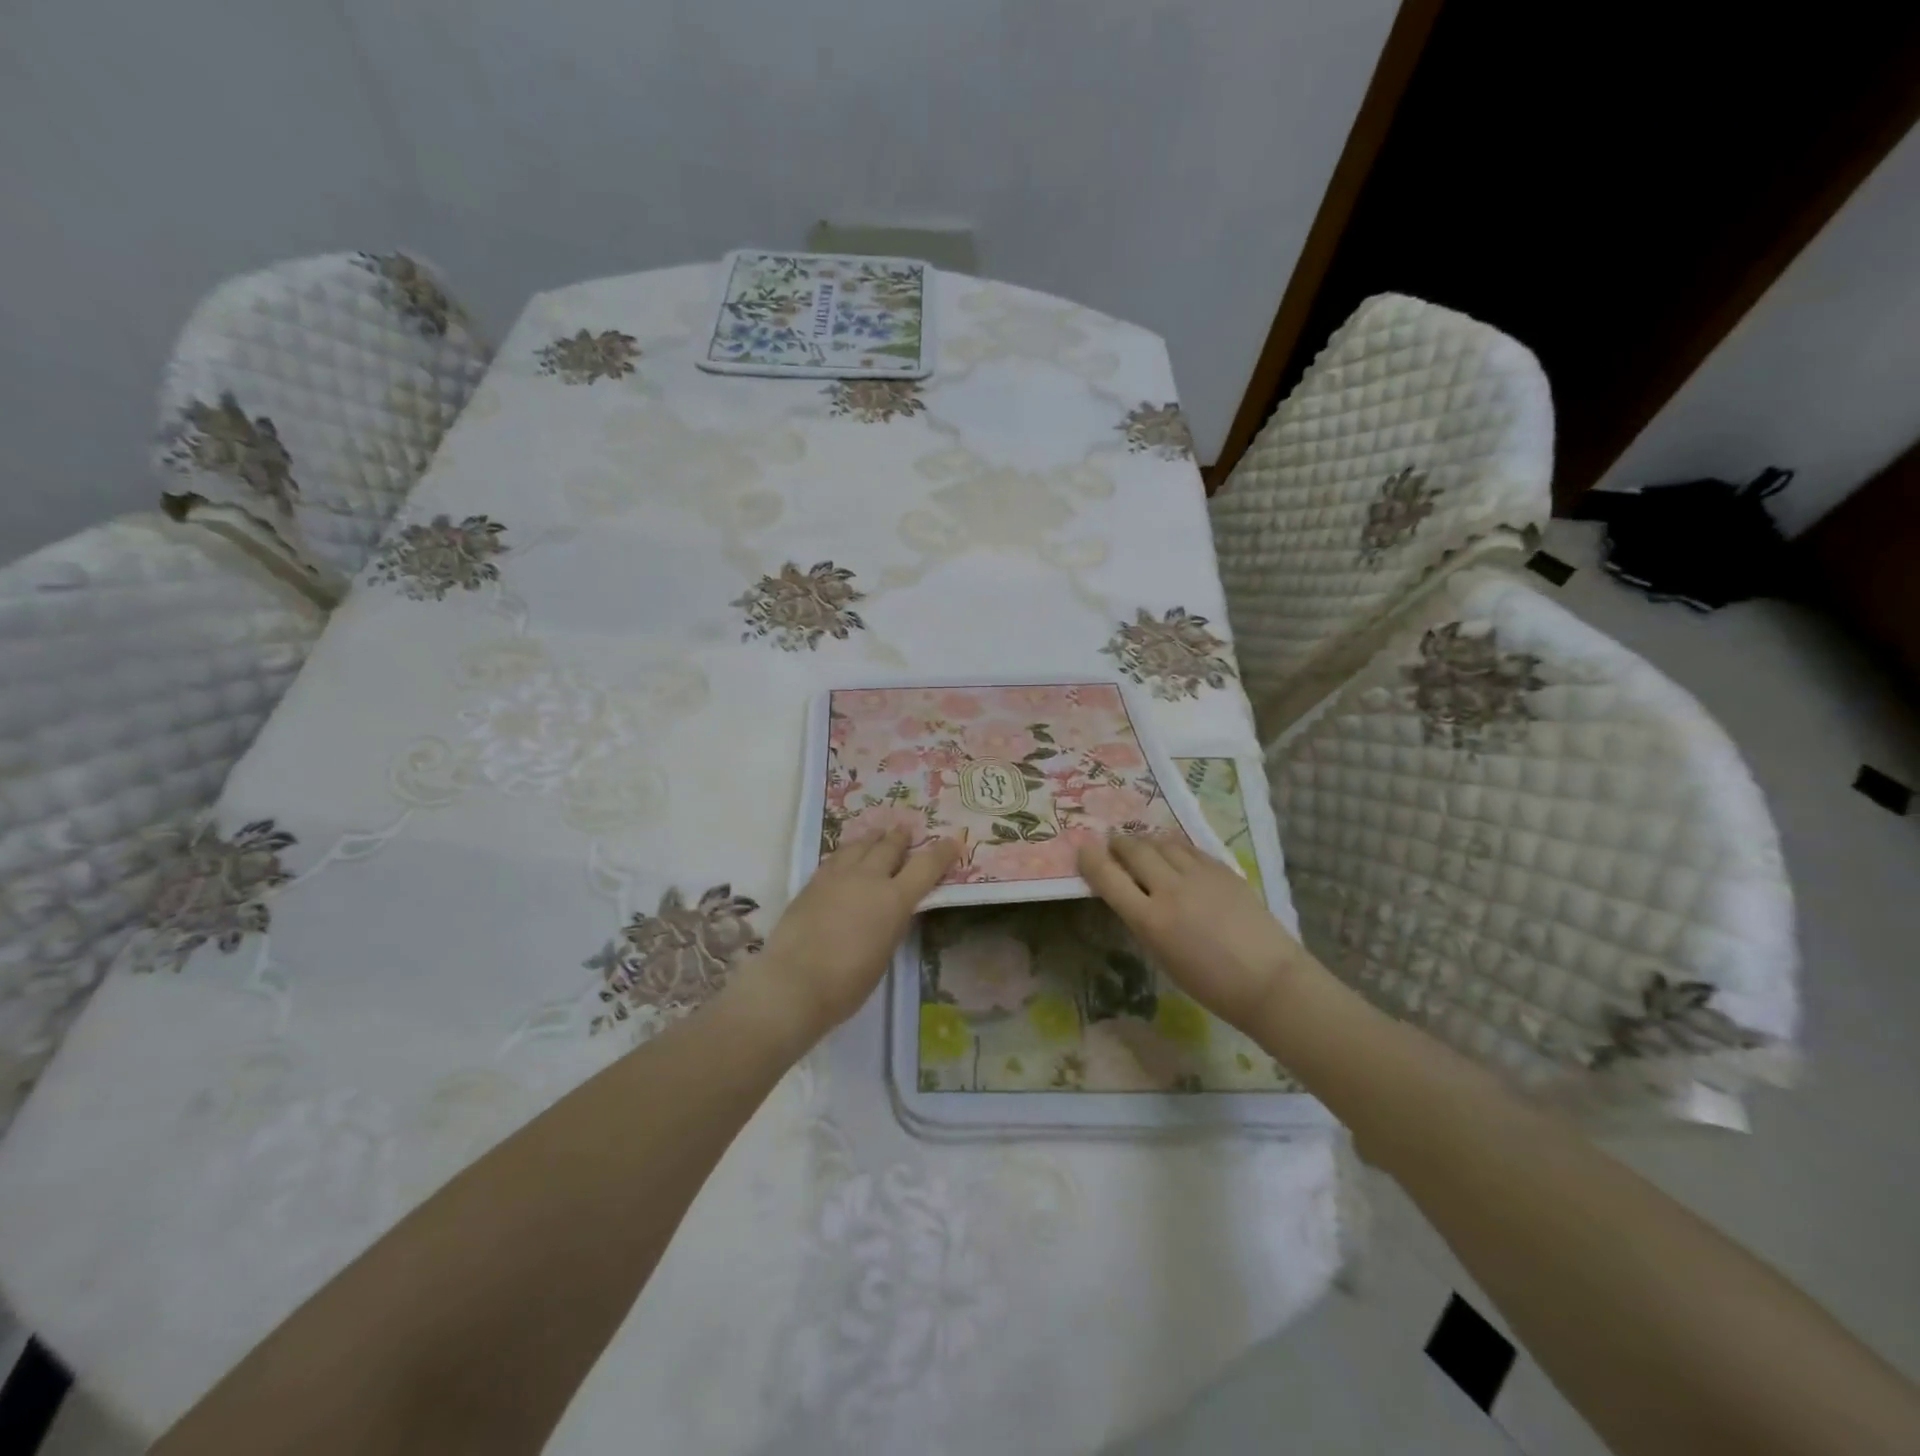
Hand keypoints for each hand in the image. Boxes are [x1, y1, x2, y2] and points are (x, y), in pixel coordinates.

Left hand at [738, 828, 960, 1047]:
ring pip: (859, 845)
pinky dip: (848, 851)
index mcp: (894, 900)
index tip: (953, 841)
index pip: (926, 867)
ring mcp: (837, 876)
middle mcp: (868, 878)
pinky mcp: (813, 882)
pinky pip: (836, 857)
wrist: (794, 982)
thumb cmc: (847, 983)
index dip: (942, 853)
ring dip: (872, 837)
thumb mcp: (884, 954)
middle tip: (907, 828)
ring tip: (877, 833)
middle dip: (901, 837)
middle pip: (889, 846)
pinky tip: (846, 854)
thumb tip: (890, 911)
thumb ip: (890, 925)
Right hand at [1076, 832, 1310, 1030]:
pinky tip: (1173, 852)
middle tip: (1113, 844)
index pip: (1108, 878)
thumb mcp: (1162, 956)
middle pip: (1133, 850)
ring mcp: (1199, 875)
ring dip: (1146, 841)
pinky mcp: (1222, 869)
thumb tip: (1130, 892)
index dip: (1090, 860)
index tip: (1083, 851)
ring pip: (1161, 842)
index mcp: (1150, 920)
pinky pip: (1188, 847)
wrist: (1269, 980)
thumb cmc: (1210, 983)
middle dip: (1118, 844)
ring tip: (1143, 846)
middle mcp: (1170, 890)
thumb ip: (1142, 920)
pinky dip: (1173, 846)